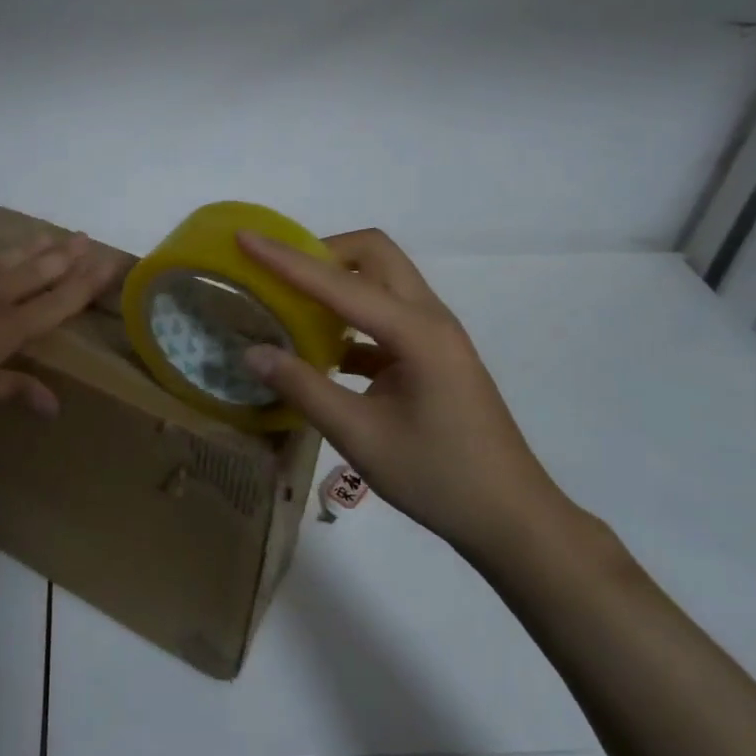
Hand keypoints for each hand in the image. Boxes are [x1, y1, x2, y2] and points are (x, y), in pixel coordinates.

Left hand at [0, 231, 121, 424]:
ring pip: (5, 257)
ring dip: (32, 246)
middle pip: (37, 272)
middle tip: (88, 239)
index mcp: (4, 329)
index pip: (57, 302)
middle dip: (66, 256)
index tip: (109, 263)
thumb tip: (55, 406)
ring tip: (53, 234)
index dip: (86, 283)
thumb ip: (14, 389)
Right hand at [237, 228, 573, 560]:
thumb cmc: (439, 478)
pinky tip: (321, 351)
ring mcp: (435, 335)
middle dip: (321, 252)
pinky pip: (385, 314)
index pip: (338, 282)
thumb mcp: (360, 437)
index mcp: (416, 332)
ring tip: (291, 304)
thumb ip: (303, 389)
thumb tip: (252, 352)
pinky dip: (349, 318)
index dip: (285, 259)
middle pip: (373, 255)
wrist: (511, 518)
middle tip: (277, 276)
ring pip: (382, 280)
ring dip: (337, 281)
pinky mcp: (432, 355)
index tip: (244, 237)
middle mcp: (429, 318)